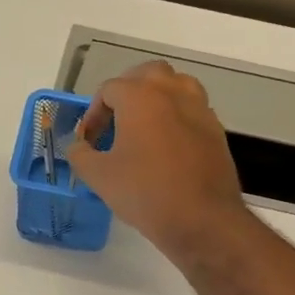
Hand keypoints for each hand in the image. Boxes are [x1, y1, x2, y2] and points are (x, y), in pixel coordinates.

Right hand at [65, 61, 246, 256]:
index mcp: (140, 96)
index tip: (89, 141)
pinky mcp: (216, 129)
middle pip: (147, 74)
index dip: (93, 113)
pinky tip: (168, 146)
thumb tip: (78, 146)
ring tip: (144, 126)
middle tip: (116, 120)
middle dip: (128, 92)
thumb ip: (81, 154)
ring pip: (176, 85)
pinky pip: (193, 109)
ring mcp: (199, 108)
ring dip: (157, 97)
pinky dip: (178, 116)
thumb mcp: (100, 177)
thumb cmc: (146, 193)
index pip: (109, 90)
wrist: (202, 220)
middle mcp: (172, 92)